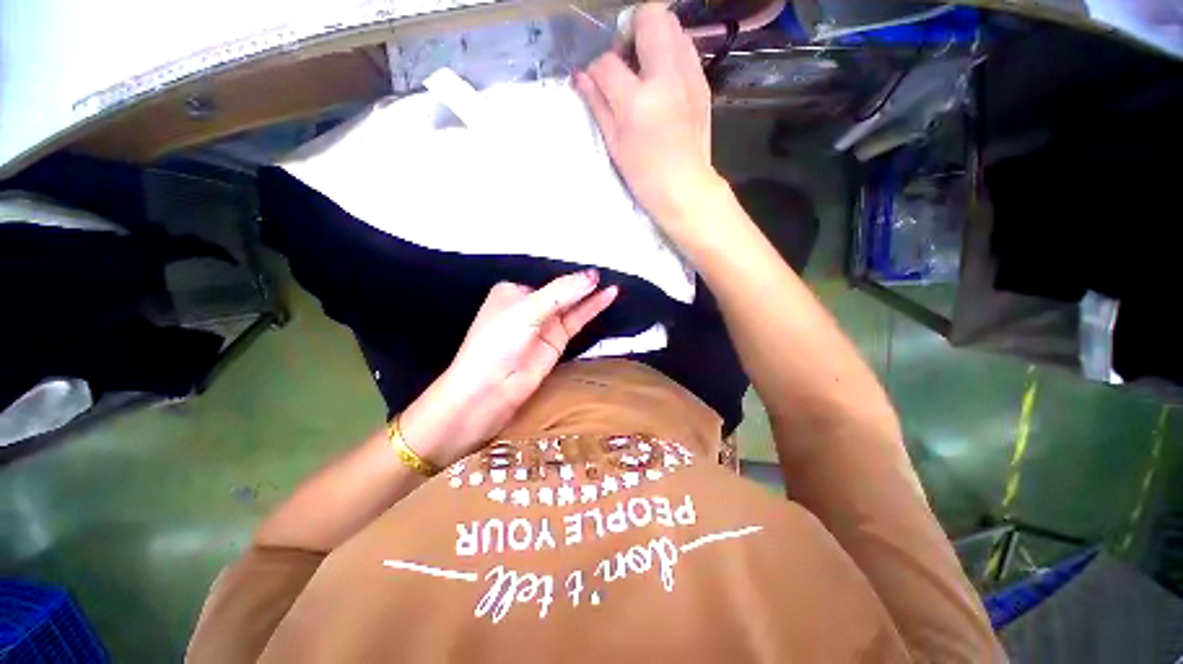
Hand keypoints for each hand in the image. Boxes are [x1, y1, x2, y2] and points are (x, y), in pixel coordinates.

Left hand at [401, 271, 617, 465]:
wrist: (490, 389)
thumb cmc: (498, 341)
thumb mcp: (527, 310)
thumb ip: (562, 292)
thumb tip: (593, 276)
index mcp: (513, 291)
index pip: (545, 275)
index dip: (567, 269)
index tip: (593, 260)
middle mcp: (529, 305)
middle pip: (560, 289)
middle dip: (582, 281)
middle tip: (609, 270)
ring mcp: (544, 324)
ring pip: (571, 304)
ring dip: (590, 294)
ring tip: (613, 282)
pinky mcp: (557, 341)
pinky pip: (577, 320)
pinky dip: (592, 309)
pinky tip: (608, 296)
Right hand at [574, 3, 724, 230]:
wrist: (686, 188)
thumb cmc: (645, 175)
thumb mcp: (615, 145)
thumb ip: (597, 105)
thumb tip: (580, 77)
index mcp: (638, 100)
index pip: (607, 62)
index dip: (596, 70)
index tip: (596, 83)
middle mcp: (667, 77)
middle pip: (651, 16)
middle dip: (631, 31)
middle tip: (625, 62)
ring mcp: (690, 76)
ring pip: (673, 26)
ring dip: (653, 39)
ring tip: (645, 72)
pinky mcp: (702, 83)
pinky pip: (686, 48)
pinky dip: (670, 55)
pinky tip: (663, 85)